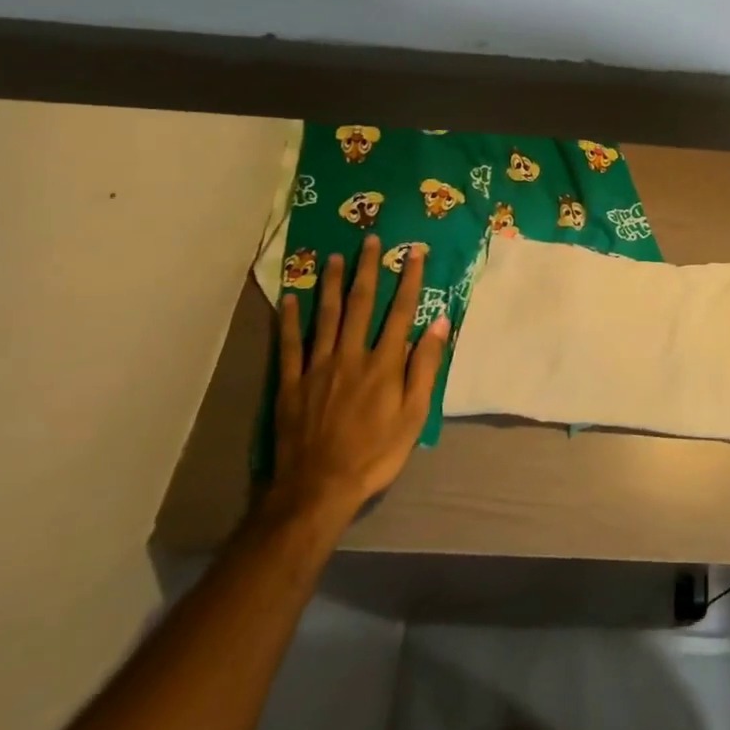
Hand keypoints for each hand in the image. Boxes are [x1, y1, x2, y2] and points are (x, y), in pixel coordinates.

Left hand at [268, 236, 448, 533]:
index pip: (400, 311)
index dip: (408, 280)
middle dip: (367, 269)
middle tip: (370, 240)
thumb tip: (441, 323)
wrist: (318, 489)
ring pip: (325, 315)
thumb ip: (425, 367)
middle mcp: (351, 355)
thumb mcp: (414, 416)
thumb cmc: (375, 454)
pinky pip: (289, 344)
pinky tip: (289, 298)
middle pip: (360, 304)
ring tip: (334, 257)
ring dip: (331, 283)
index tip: (413, 253)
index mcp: (384, 363)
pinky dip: (289, 320)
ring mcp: (317, 367)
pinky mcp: (291, 383)